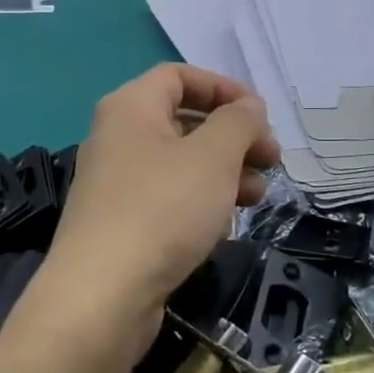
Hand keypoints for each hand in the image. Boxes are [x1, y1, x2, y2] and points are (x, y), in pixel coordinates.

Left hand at [40, 65, 280, 347]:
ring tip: (259, 194)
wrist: (102, 296)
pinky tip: (226, 223)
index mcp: (131, 107)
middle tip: (271, 158)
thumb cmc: (162, 209)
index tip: (259, 115)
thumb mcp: (213, 157)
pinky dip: (201, 200)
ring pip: (181, 162)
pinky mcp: (122, 222)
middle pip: (184, 119)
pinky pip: (169, 196)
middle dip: (233, 136)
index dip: (224, 88)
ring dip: (225, 171)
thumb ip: (238, 122)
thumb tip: (249, 107)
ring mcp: (117, 182)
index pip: (180, 76)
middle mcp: (118, 136)